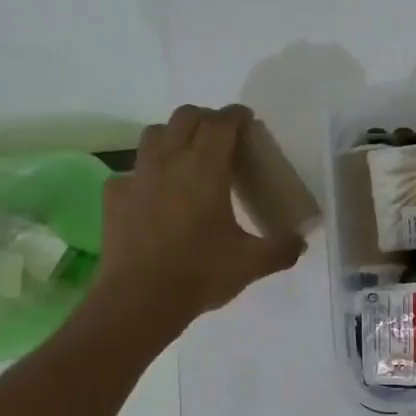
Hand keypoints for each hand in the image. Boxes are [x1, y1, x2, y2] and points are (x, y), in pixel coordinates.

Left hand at [86, 104, 305, 335]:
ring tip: (188, 156)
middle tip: (223, 136)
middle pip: (185, 117)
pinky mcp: (115, 196)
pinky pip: (133, 171)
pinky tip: (157, 195)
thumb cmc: (200, 273)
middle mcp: (169, 161)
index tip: (247, 119)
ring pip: (154, 135)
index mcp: (205, 168)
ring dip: (174, 135)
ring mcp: (137, 176)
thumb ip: (282, 248)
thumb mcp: (252, 263)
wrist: (139, 300)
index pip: (221, 123)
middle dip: (206, 118)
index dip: (236, 115)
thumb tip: (300, 242)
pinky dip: (149, 172)